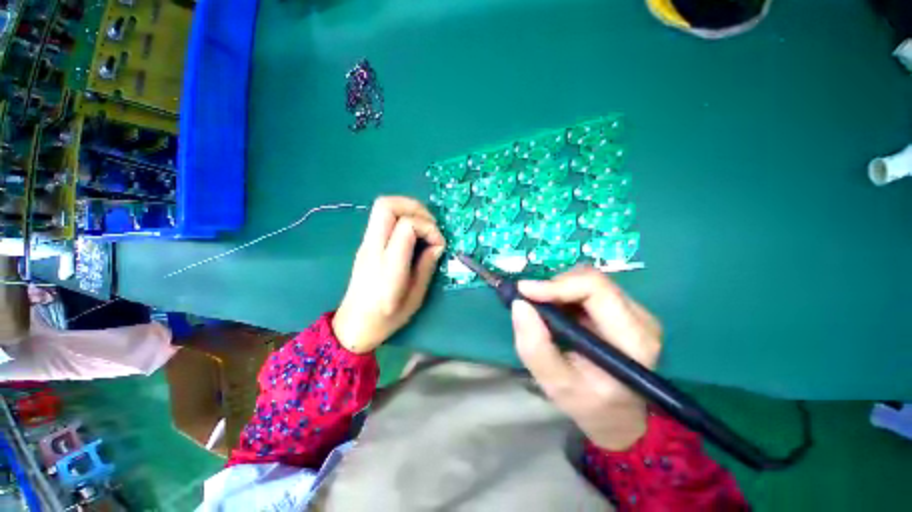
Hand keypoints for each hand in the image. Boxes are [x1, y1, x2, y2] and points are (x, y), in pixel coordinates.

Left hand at [333, 197, 445, 353]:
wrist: (354, 325)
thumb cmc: (387, 317)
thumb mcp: (416, 296)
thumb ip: (427, 266)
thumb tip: (437, 245)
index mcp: (388, 265)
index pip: (406, 226)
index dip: (428, 228)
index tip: (438, 244)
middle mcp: (373, 248)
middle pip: (386, 205)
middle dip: (414, 207)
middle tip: (431, 224)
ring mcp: (366, 244)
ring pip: (382, 206)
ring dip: (408, 209)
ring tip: (424, 227)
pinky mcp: (366, 244)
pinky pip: (382, 218)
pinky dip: (402, 217)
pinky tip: (413, 235)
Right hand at [511, 267, 661, 449]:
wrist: (617, 414)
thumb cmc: (589, 404)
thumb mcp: (557, 384)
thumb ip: (535, 347)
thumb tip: (519, 304)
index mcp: (633, 339)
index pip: (596, 289)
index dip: (557, 285)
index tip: (524, 291)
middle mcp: (641, 318)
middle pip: (592, 280)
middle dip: (554, 286)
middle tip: (530, 300)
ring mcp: (635, 312)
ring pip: (589, 281)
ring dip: (559, 290)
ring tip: (543, 311)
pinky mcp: (625, 309)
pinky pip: (589, 288)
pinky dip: (565, 295)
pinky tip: (558, 313)